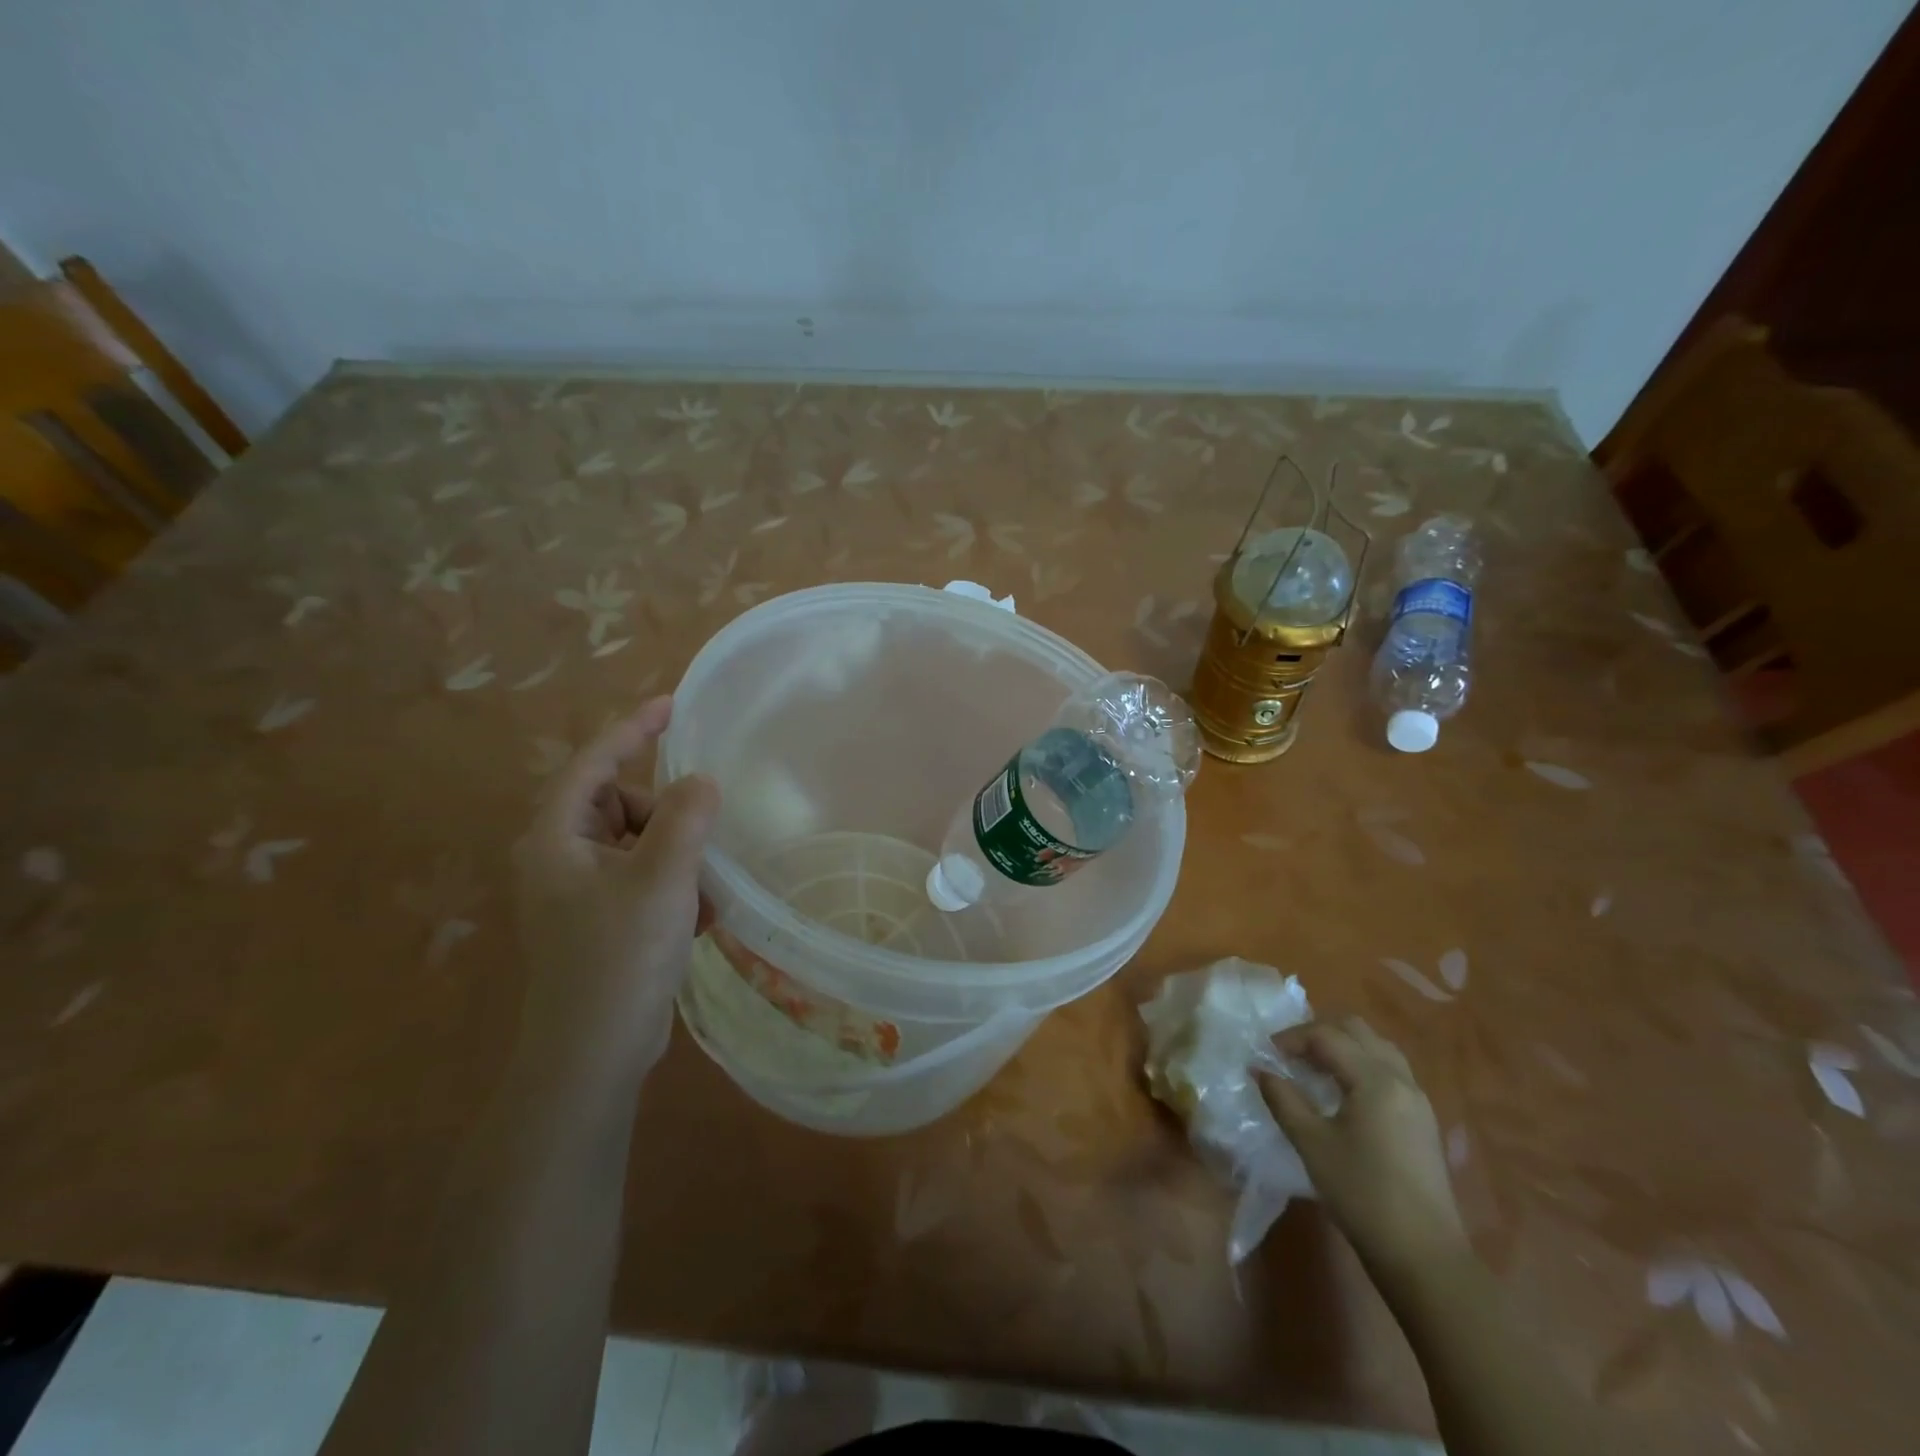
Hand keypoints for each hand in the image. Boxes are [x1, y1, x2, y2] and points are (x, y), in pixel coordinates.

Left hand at [511, 697, 719, 1096]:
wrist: (594, 1054)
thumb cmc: (620, 956)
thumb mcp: (662, 879)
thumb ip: (686, 819)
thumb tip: (702, 781)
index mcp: (556, 838)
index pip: (594, 763)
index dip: (633, 730)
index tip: (673, 705)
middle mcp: (560, 856)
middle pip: (621, 803)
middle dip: (667, 817)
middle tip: (697, 847)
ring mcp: (580, 891)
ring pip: (640, 842)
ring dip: (678, 857)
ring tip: (704, 892)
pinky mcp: (602, 919)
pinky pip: (645, 877)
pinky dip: (674, 886)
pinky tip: (700, 917)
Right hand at [1260, 1016, 1469, 1281]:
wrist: (1424, 1257)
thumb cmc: (1361, 1195)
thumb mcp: (1312, 1144)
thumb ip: (1283, 1099)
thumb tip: (1260, 1069)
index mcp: (1375, 1080)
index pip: (1327, 1036)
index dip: (1291, 1038)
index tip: (1266, 1053)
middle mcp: (1401, 1079)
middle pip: (1356, 1031)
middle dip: (1318, 1033)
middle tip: (1289, 1054)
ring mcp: (1418, 1100)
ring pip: (1376, 1047)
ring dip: (1342, 1046)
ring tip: (1313, 1068)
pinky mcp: (1422, 1120)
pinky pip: (1389, 1070)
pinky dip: (1360, 1065)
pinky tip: (1341, 1092)